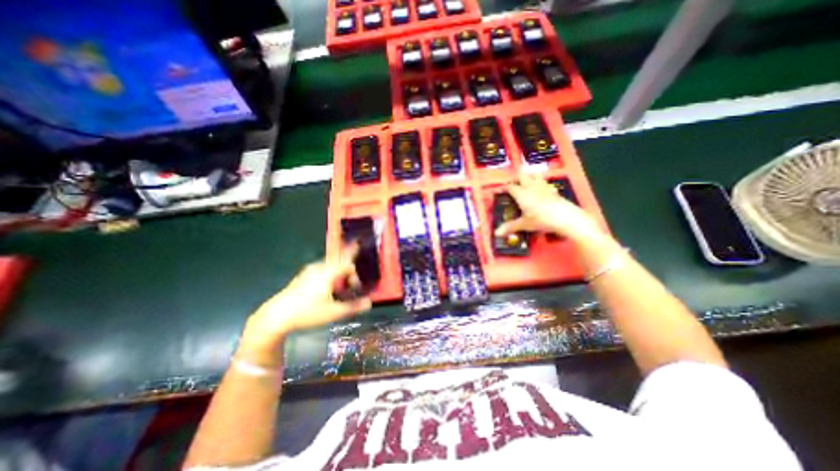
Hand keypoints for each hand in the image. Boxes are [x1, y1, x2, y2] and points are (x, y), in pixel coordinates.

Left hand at [240, 245, 368, 358]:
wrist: (276, 316)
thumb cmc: (307, 312)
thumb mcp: (333, 313)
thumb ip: (353, 307)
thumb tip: (369, 302)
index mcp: (328, 274)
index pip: (346, 261)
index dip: (355, 256)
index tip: (361, 248)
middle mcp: (319, 268)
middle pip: (339, 262)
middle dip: (349, 271)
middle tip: (353, 286)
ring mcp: (310, 271)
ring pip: (331, 266)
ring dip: (340, 274)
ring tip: (342, 290)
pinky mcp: (304, 275)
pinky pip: (323, 269)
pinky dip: (332, 274)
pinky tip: (329, 289)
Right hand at [494, 170, 600, 239]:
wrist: (566, 218)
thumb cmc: (541, 220)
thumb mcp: (524, 224)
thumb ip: (510, 227)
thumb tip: (496, 233)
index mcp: (521, 193)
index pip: (510, 187)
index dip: (503, 188)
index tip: (499, 191)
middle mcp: (531, 187)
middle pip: (521, 176)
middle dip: (515, 178)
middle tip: (512, 184)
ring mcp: (543, 187)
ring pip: (534, 175)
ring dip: (529, 177)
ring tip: (526, 183)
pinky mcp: (553, 190)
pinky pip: (545, 182)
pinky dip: (541, 183)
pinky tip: (541, 190)